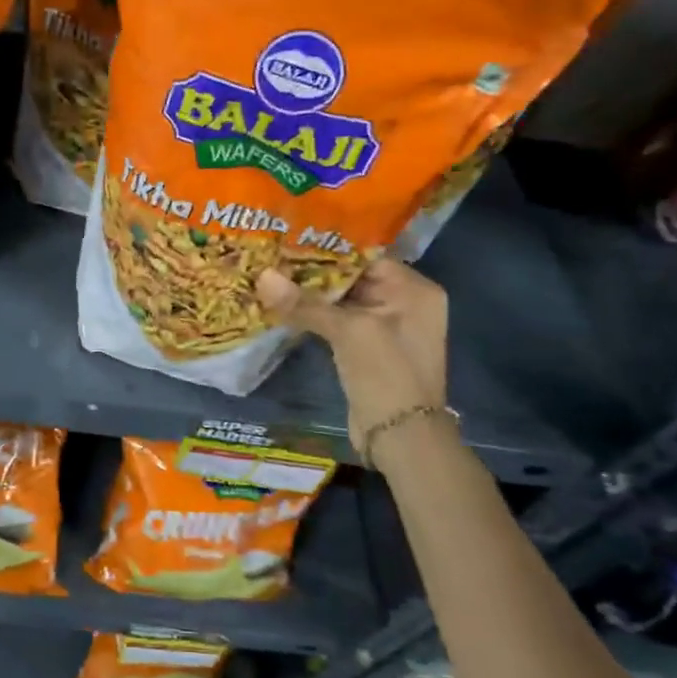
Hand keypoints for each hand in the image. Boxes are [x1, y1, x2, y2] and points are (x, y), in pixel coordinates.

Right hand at [256, 259, 448, 460]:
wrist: (400, 437)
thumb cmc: (386, 373)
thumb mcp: (348, 332)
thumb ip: (305, 303)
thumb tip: (262, 276)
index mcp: (414, 290)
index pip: (366, 256)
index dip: (328, 249)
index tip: (290, 240)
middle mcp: (405, 303)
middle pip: (353, 277)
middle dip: (314, 272)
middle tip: (273, 256)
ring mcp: (386, 327)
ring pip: (342, 301)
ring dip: (311, 295)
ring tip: (271, 277)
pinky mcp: (368, 348)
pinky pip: (339, 322)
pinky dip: (315, 316)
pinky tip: (284, 307)